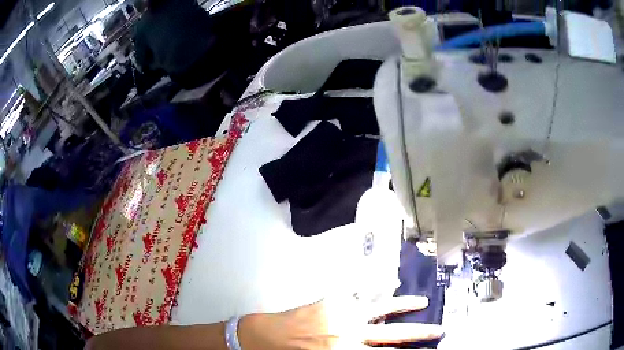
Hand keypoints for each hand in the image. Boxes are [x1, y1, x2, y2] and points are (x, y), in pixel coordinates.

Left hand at [238, 296, 442, 348]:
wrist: (266, 337)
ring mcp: (342, 313)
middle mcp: (350, 333)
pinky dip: (376, 288)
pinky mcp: (332, 300)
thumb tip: (375, 348)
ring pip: (381, 308)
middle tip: (438, 331)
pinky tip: (388, 283)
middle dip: (419, 333)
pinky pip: (359, 293)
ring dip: (403, 305)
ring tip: (422, 302)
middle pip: (393, 333)